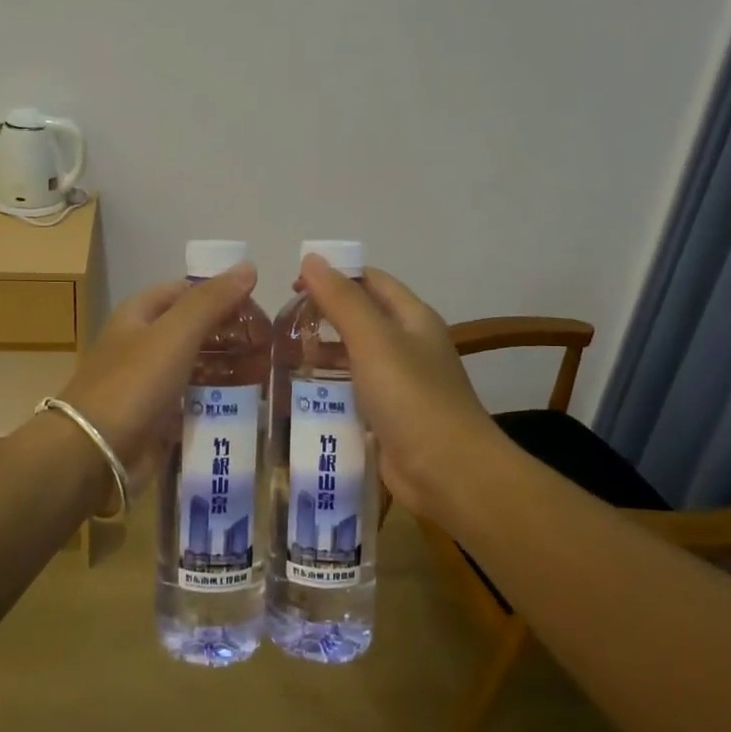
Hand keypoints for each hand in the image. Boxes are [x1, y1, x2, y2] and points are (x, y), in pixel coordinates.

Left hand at [56, 266, 259, 488]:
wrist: (94, 453)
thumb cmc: (133, 384)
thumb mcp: (175, 334)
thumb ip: (211, 301)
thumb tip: (248, 266)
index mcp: (139, 314)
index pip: (187, 291)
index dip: (222, 295)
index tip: (259, 310)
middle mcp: (142, 344)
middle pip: (193, 330)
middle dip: (230, 335)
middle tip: (270, 345)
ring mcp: (148, 383)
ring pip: (196, 366)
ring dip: (227, 368)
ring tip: (265, 375)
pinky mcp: (155, 418)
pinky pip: (192, 402)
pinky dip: (216, 401)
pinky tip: (245, 406)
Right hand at [298, 255, 504, 515]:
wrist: (449, 473)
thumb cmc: (412, 397)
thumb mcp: (374, 341)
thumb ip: (342, 300)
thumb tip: (312, 258)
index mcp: (412, 318)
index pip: (371, 280)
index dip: (334, 275)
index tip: (292, 285)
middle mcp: (409, 345)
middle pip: (362, 317)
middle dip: (324, 315)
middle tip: (282, 324)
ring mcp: (401, 383)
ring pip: (356, 356)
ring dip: (323, 353)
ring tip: (282, 356)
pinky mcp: (389, 416)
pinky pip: (355, 392)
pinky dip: (330, 388)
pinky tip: (302, 394)